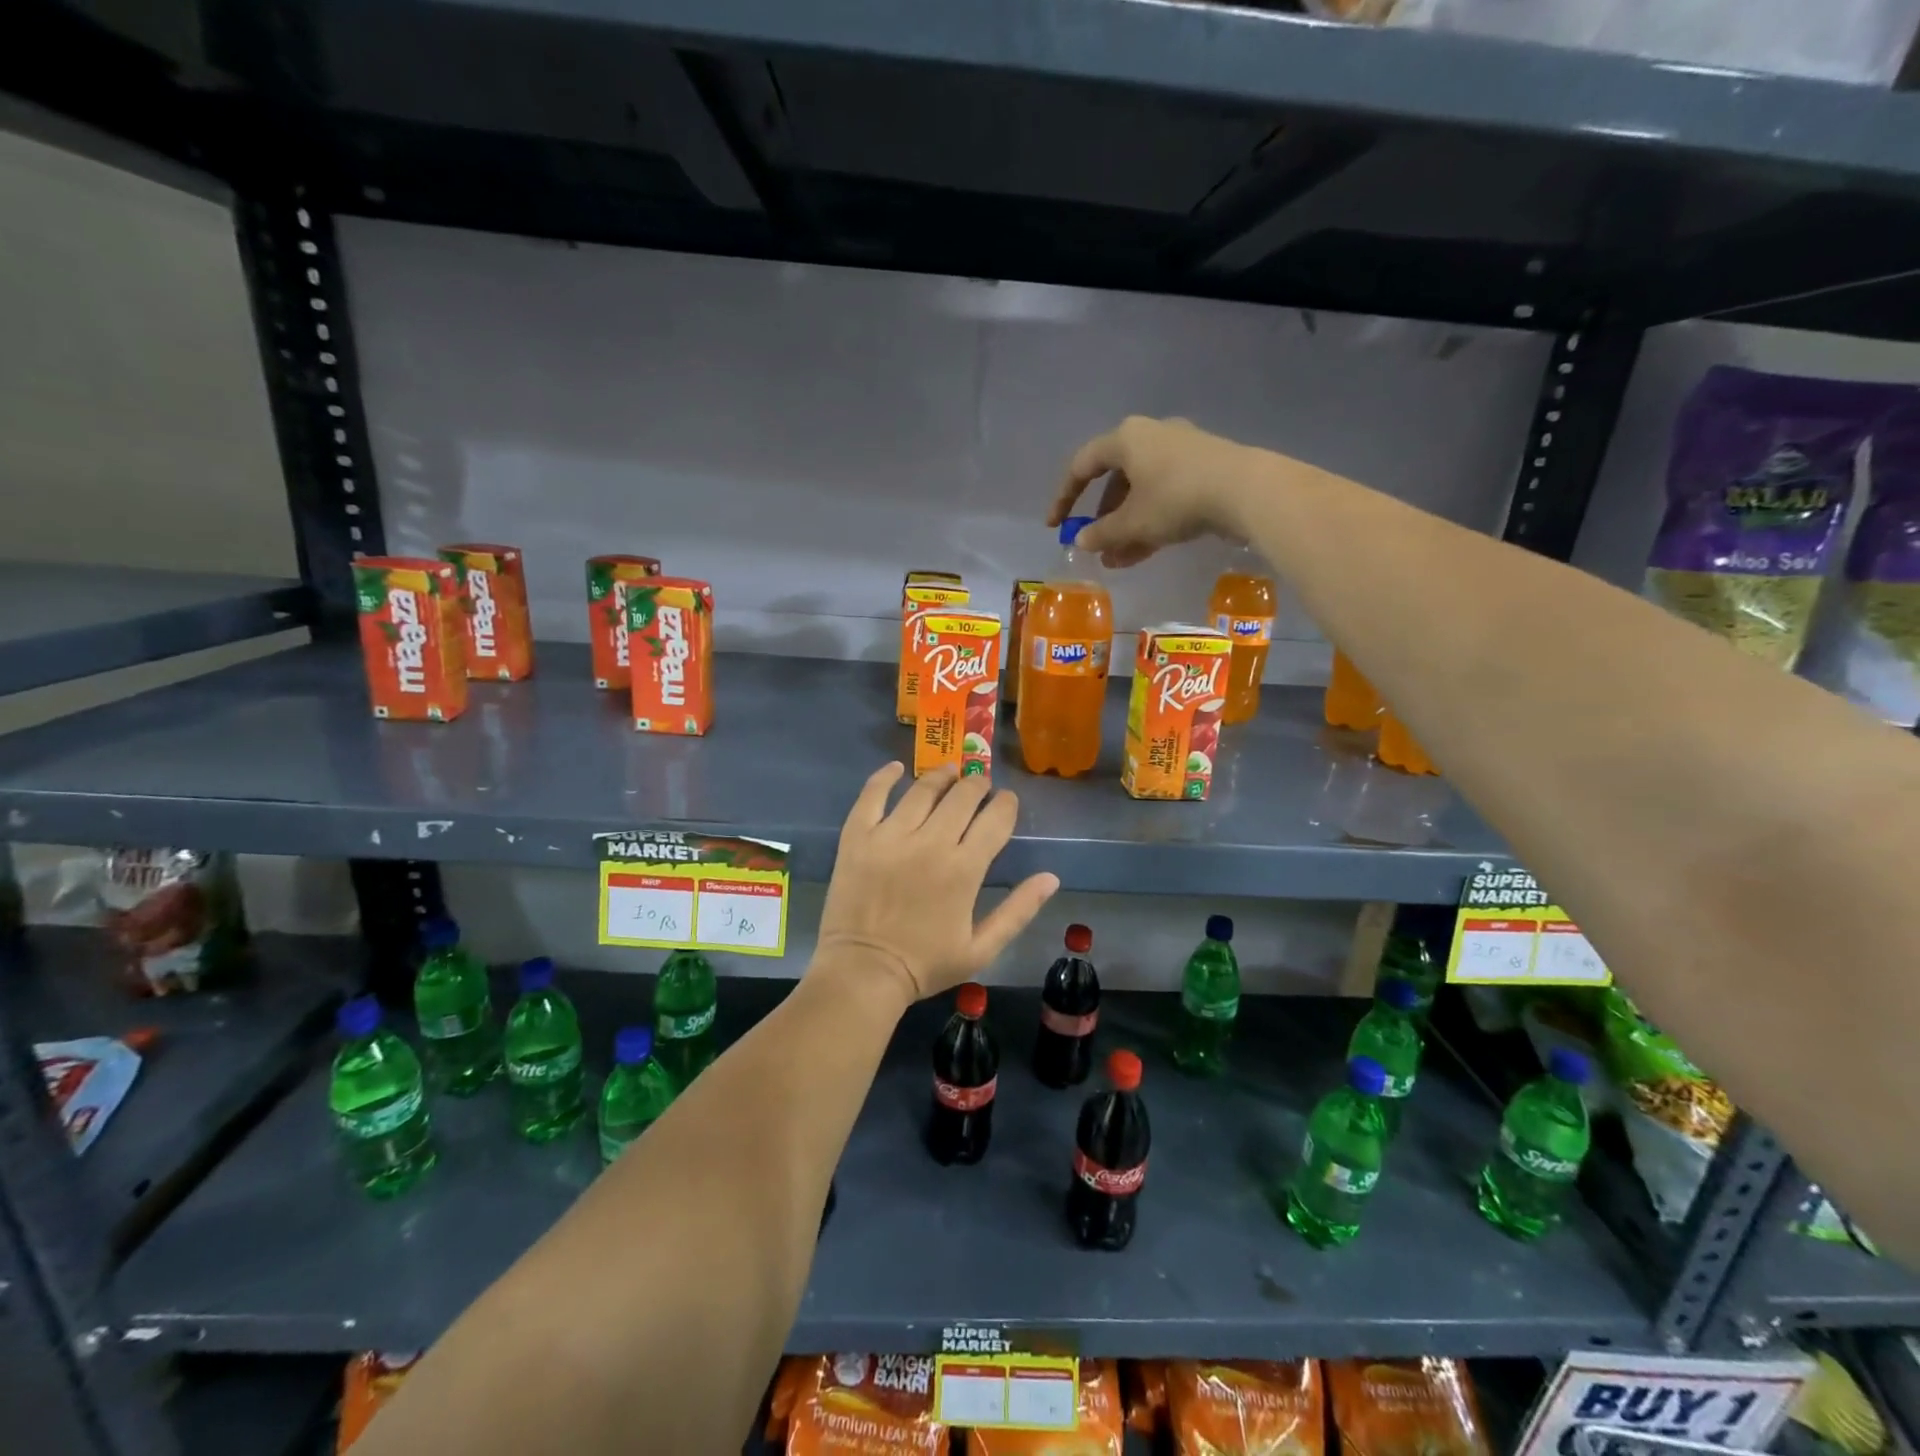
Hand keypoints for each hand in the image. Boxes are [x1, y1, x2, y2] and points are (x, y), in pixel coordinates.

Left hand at [815, 763, 1058, 1006]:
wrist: (862, 973)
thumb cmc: (925, 965)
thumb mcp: (981, 948)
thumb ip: (1018, 910)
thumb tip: (1051, 877)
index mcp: (964, 869)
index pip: (995, 819)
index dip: (1006, 804)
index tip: (1007, 801)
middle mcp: (930, 843)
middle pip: (962, 796)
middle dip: (977, 785)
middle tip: (980, 784)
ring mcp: (890, 836)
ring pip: (922, 790)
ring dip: (941, 776)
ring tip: (949, 772)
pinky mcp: (858, 837)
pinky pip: (871, 796)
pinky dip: (884, 777)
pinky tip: (896, 769)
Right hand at [1050, 416, 1260, 567]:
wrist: (1246, 491)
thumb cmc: (1176, 499)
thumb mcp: (1132, 522)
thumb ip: (1101, 533)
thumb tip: (1081, 540)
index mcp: (1126, 439)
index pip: (1082, 466)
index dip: (1064, 498)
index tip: (1056, 527)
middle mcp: (1151, 436)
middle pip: (1115, 479)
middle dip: (1102, 517)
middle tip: (1093, 543)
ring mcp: (1181, 452)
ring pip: (1141, 492)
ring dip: (1125, 526)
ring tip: (1116, 559)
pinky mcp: (1204, 469)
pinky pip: (1165, 496)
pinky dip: (1150, 521)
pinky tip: (1142, 553)